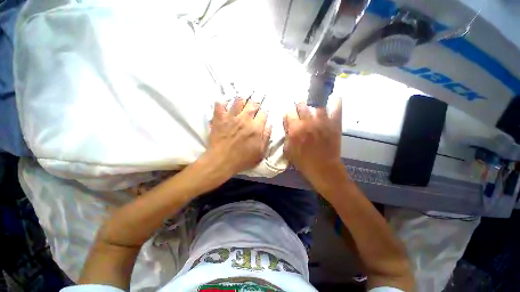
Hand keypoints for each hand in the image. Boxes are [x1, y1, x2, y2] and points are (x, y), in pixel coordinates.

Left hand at [206, 98, 271, 175]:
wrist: (221, 161)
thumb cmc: (242, 159)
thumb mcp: (260, 152)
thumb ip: (266, 137)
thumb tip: (269, 124)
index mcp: (256, 128)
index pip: (263, 113)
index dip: (264, 112)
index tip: (263, 114)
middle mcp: (244, 119)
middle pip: (252, 104)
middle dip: (255, 102)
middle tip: (254, 104)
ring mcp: (231, 117)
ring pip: (238, 101)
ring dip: (242, 100)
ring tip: (242, 101)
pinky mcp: (219, 118)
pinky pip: (220, 104)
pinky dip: (222, 102)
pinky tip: (225, 103)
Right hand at [283, 98, 341, 178]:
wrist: (323, 168)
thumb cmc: (303, 162)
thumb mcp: (288, 150)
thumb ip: (286, 135)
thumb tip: (287, 123)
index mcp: (295, 129)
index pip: (288, 112)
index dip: (288, 114)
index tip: (289, 117)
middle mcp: (308, 122)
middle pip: (301, 105)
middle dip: (298, 107)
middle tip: (300, 111)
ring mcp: (322, 121)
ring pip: (316, 104)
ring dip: (313, 104)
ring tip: (313, 106)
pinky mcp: (334, 123)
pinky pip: (336, 107)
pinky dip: (336, 102)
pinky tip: (334, 99)